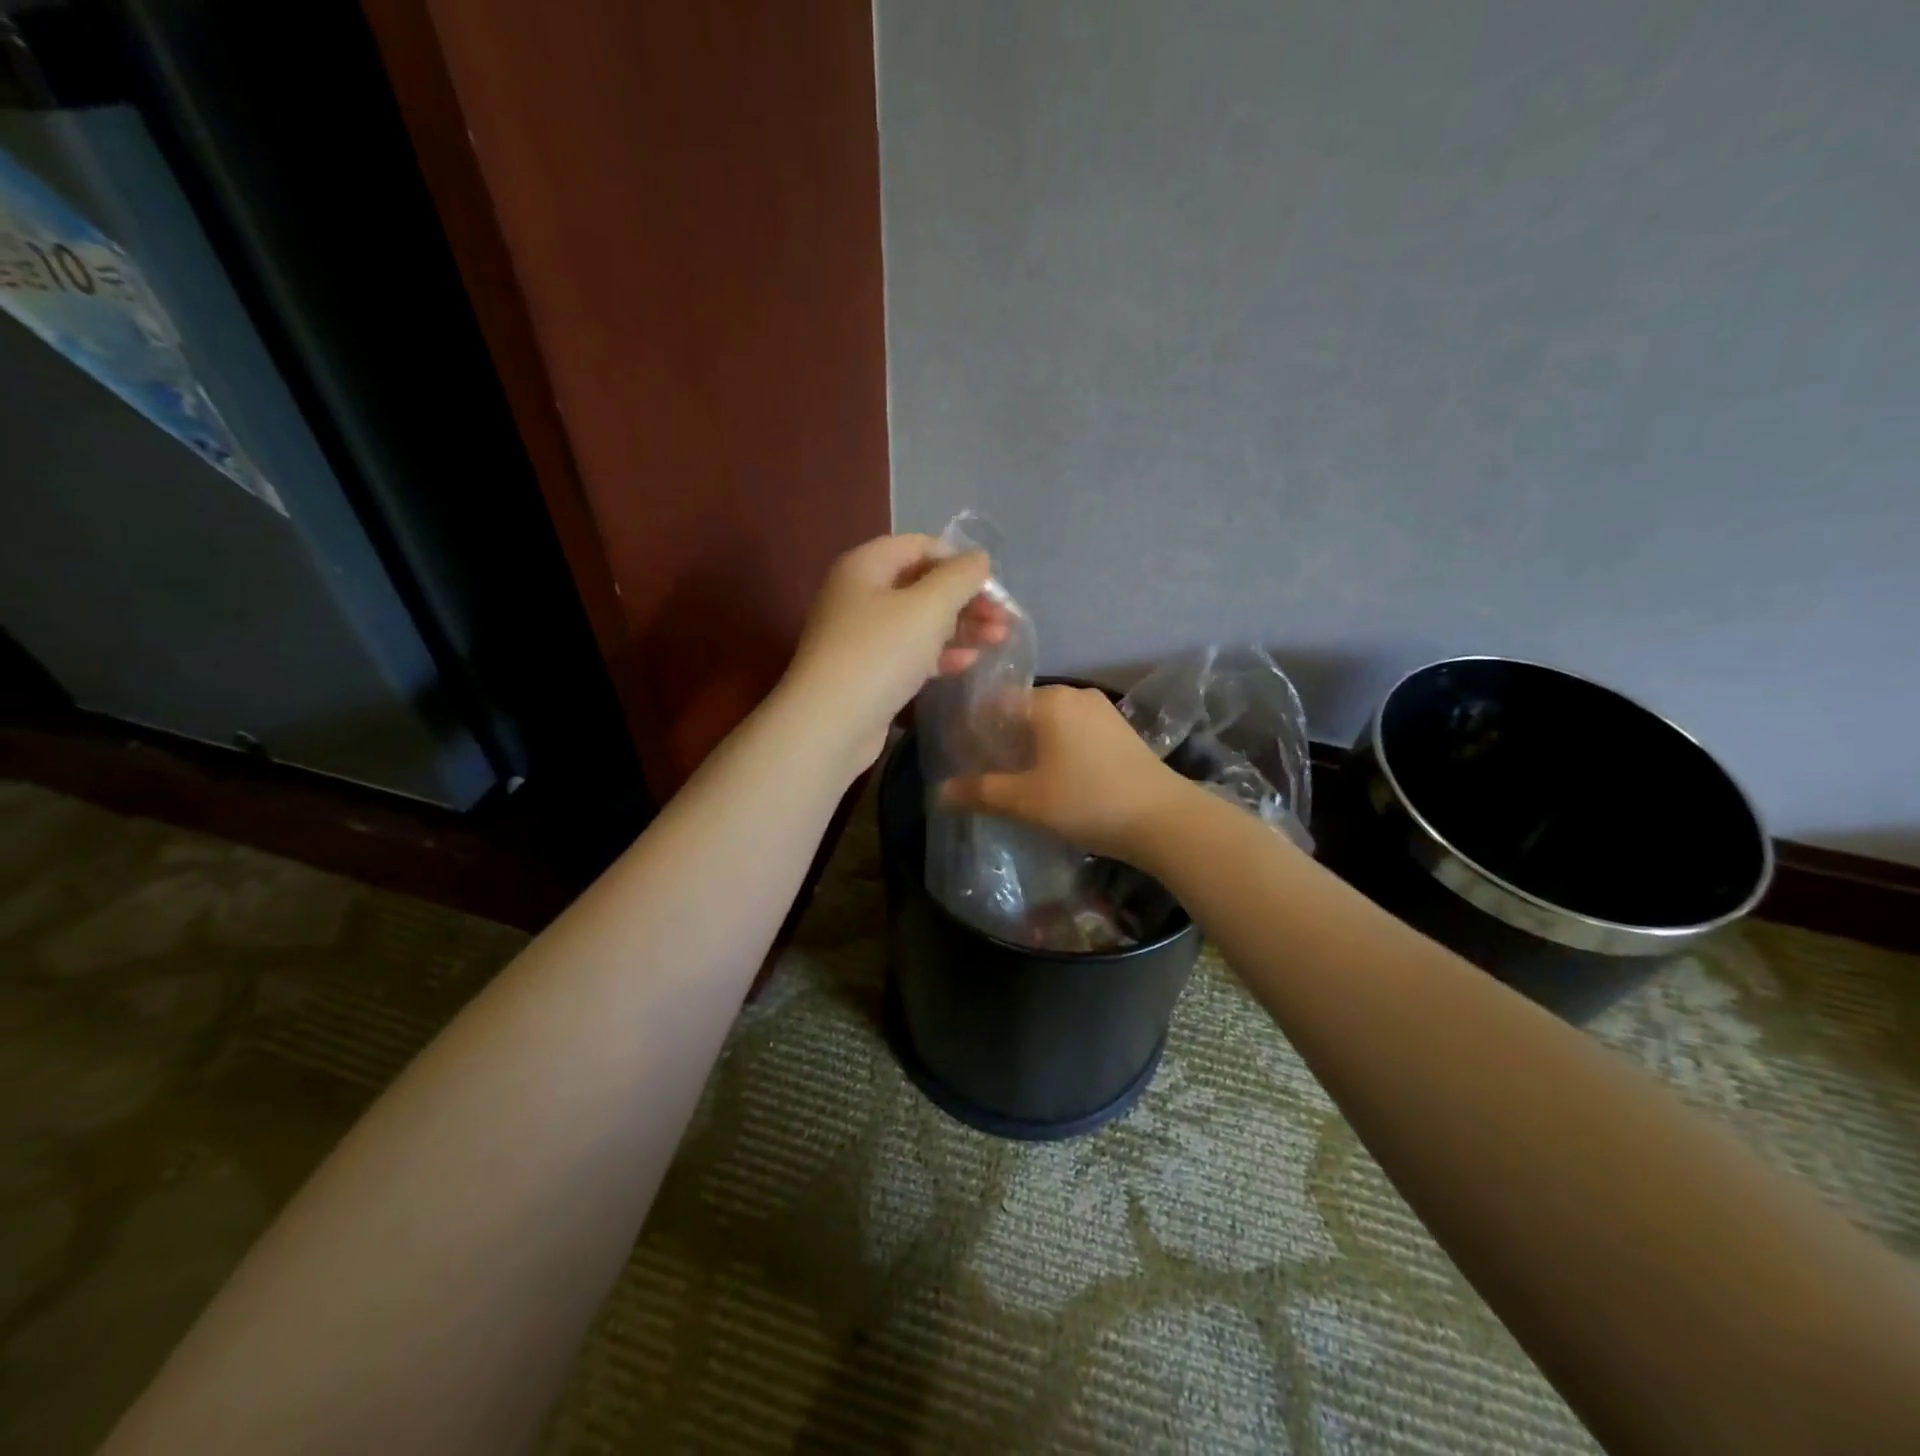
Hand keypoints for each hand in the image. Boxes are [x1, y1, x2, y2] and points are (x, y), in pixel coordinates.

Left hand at [782, 534, 1011, 774]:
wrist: (831, 724)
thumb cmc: (880, 653)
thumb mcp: (928, 607)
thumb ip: (959, 577)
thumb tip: (979, 558)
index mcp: (866, 566)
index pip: (919, 546)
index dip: (958, 559)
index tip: (992, 584)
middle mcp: (860, 595)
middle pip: (922, 585)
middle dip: (966, 598)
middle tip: (1005, 617)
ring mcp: (862, 636)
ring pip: (920, 622)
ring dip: (961, 627)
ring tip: (1000, 639)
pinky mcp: (869, 672)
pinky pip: (910, 653)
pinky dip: (940, 654)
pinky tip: (970, 662)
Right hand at [938, 685, 1193, 862]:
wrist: (1163, 819)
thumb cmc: (1086, 801)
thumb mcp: (1026, 800)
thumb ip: (981, 792)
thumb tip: (940, 793)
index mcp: (1048, 700)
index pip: (996, 704)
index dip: (976, 732)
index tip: (966, 760)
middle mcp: (1075, 694)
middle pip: (1023, 711)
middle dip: (1004, 739)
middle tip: (990, 774)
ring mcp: (1103, 710)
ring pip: (1051, 722)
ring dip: (1032, 746)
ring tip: (1021, 780)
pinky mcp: (1121, 730)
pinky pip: (1075, 731)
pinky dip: (1059, 748)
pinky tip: (1058, 778)